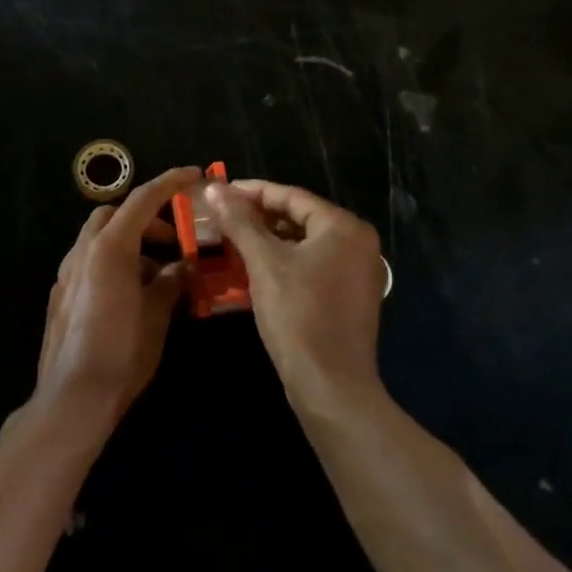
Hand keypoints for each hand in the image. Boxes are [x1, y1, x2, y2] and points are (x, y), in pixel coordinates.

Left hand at [37, 166, 201, 424]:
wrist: (72, 398)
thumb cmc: (122, 353)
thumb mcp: (157, 316)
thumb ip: (170, 283)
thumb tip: (182, 267)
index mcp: (110, 248)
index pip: (143, 200)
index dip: (170, 183)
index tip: (194, 174)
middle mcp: (83, 252)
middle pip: (115, 213)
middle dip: (146, 217)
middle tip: (174, 239)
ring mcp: (67, 273)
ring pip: (100, 238)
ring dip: (130, 243)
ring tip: (158, 275)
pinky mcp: (60, 294)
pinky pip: (90, 262)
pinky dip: (114, 262)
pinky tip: (132, 295)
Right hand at [205, 179, 386, 406]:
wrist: (330, 385)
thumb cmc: (298, 315)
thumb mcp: (264, 263)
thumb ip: (240, 221)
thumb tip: (213, 186)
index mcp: (343, 227)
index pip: (291, 196)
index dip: (252, 191)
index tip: (219, 191)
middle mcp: (357, 242)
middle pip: (299, 217)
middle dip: (258, 216)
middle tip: (222, 217)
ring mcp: (357, 271)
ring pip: (305, 243)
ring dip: (268, 240)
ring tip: (231, 240)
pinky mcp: (350, 296)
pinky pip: (312, 265)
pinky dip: (284, 262)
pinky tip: (254, 268)